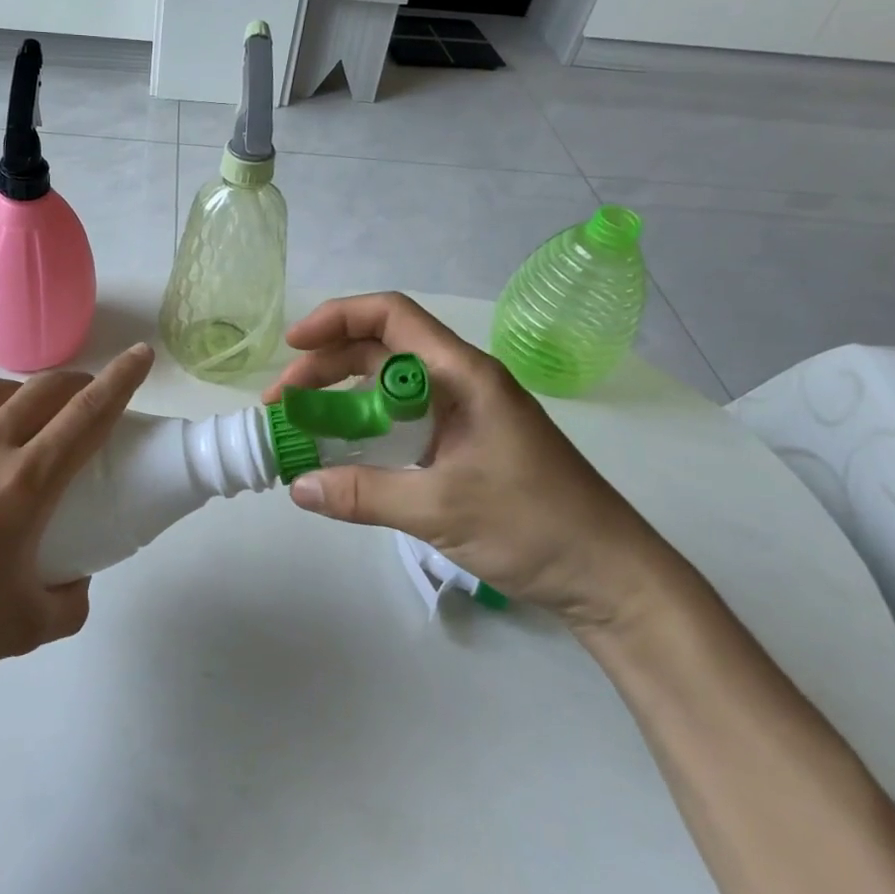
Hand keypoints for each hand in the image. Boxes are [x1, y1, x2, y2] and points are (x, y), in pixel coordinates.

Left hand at [0, 344, 154, 717]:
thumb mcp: (25, 628)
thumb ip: (69, 602)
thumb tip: (76, 579)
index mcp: (23, 483)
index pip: (88, 415)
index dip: (121, 380)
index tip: (142, 356)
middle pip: (44, 390)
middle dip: (79, 383)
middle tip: (90, 398)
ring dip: (23, 393)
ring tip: (28, 417)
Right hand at [264, 293, 669, 626]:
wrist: (610, 577)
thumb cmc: (535, 525)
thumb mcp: (440, 508)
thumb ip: (364, 493)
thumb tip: (298, 487)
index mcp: (462, 374)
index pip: (391, 316)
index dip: (336, 319)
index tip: (293, 346)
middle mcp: (460, 382)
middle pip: (380, 350)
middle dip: (326, 366)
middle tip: (284, 403)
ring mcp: (463, 413)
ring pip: (388, 386)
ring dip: (341, 398)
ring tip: (302, 425)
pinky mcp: (464, 444)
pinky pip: (402, 420)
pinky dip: (365, 427)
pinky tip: (342, 453)